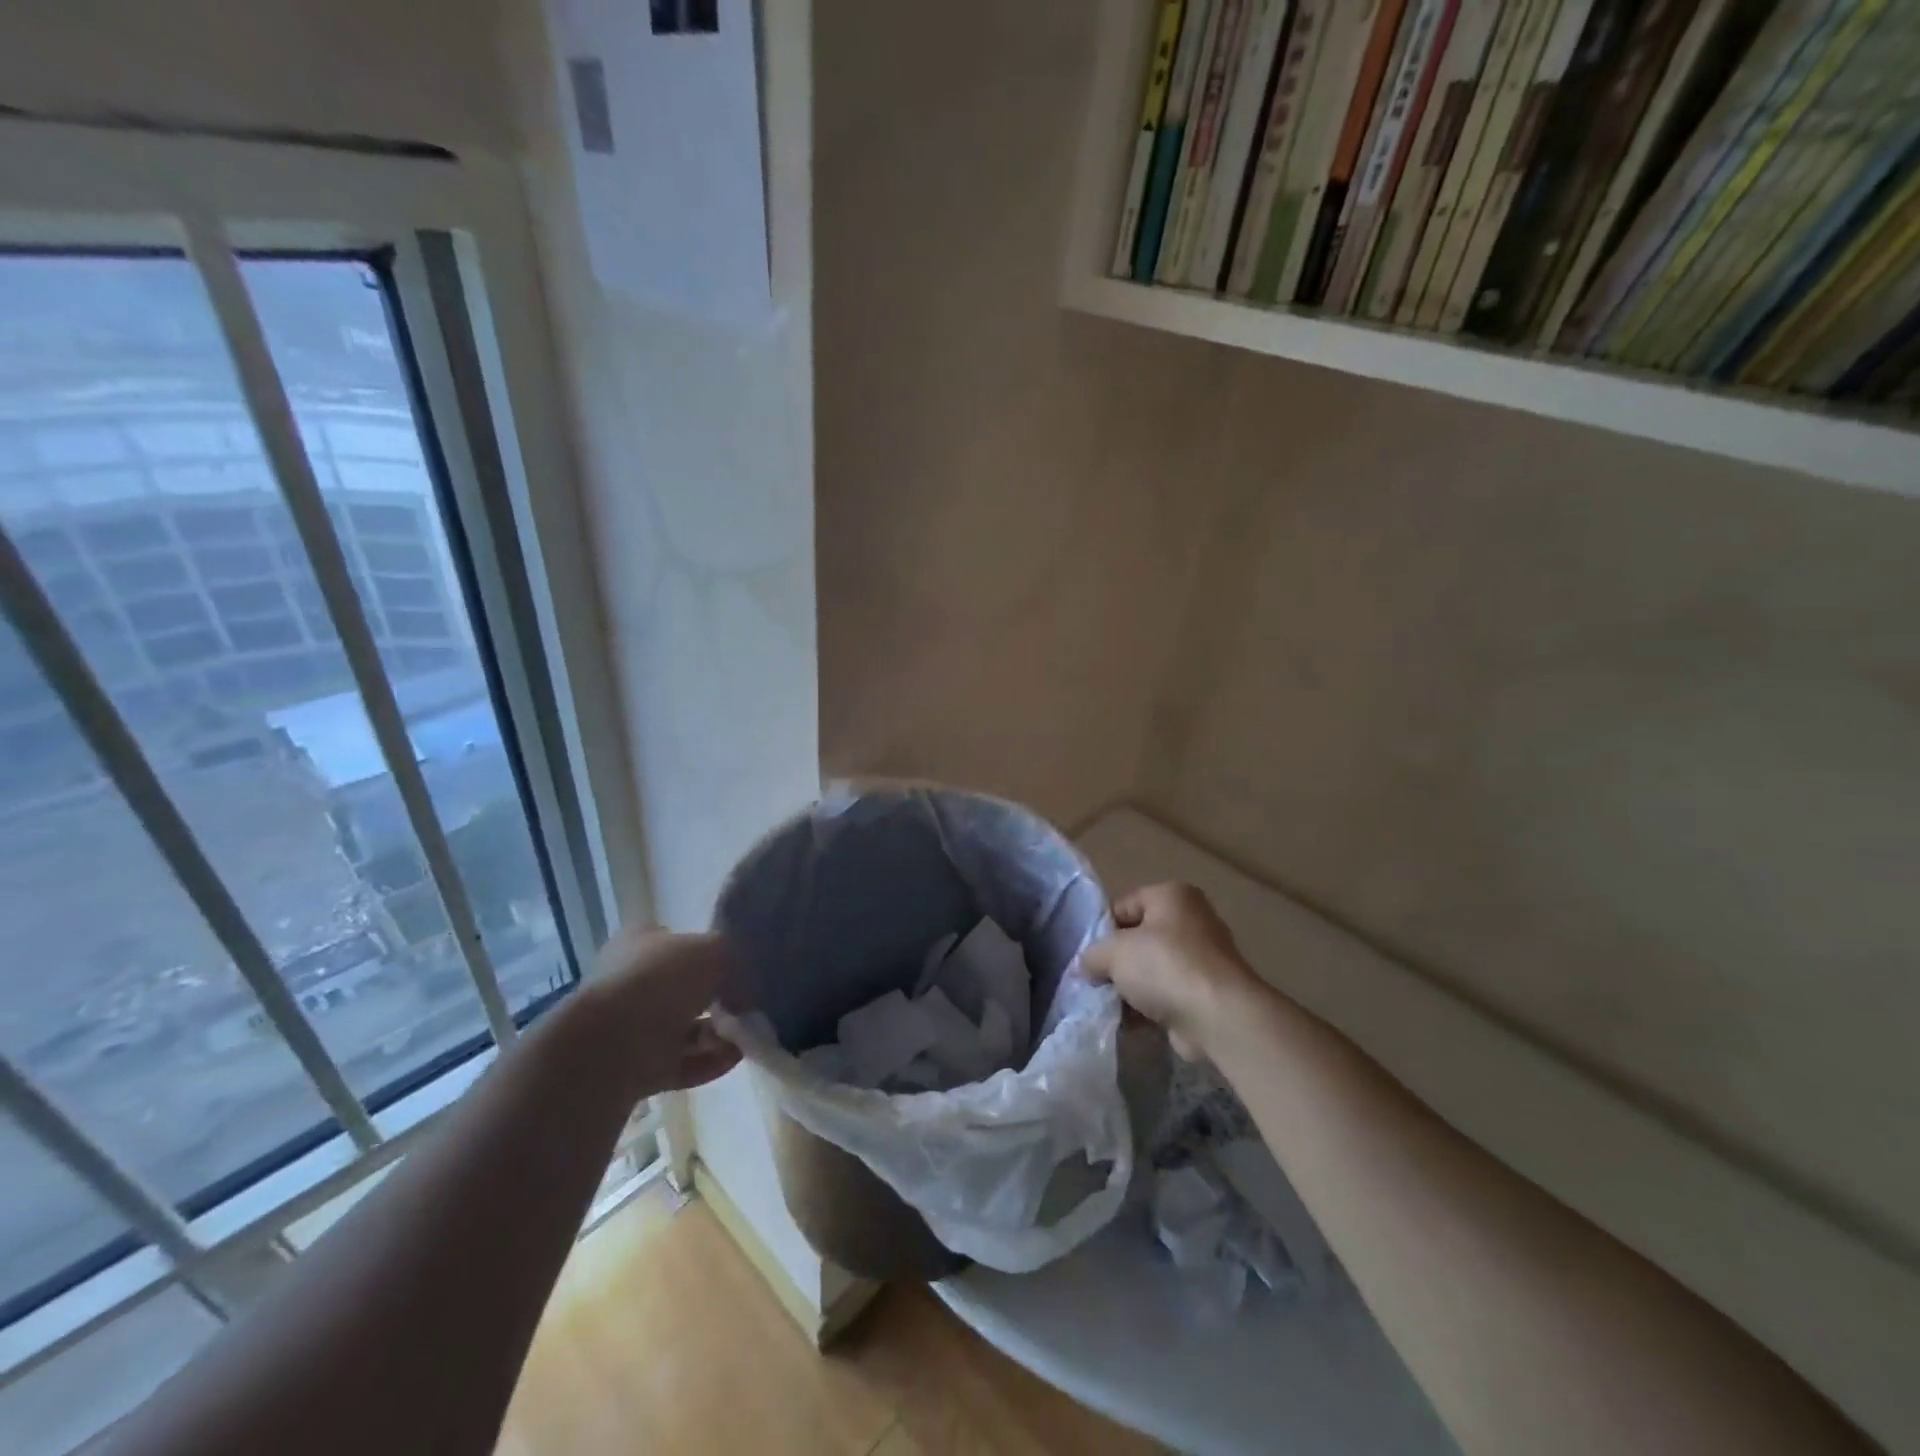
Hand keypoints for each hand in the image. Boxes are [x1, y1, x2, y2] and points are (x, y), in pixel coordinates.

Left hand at [582, 928, 743, 1097]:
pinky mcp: (637, 1067)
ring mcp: (631, 1028)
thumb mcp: (713, 950)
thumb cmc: (661, 980)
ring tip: (747, 1033)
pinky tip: (737, 1057)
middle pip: (682, 988)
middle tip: (747, 1003)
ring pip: (684, 1027)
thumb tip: (742, 984)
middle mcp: (632, 982)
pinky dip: (710, 1060)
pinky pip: (682, 1062)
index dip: (704, 949)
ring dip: (718, 1032)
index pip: (674, 939)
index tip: (734, 964)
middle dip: (717, 997)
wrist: (614, 1045)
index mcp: (639, 943)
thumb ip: (733, 960)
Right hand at [1081, 882, 1258, 1059]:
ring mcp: (1203, 958)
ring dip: (1131, 988)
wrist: (1219, 1018)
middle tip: (1096, 981)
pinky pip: (1168, 994)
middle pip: (1139, 938)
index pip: (1123, 905)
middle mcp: (1192, 920)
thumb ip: (1092, 954)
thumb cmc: (1165, 967)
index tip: (1088, 956)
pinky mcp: (1208, 993)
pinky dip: (1150, 1007)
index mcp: (1172, 895)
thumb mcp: (1114, 952)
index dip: (1101, 930)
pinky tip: (1131, 1022)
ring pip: (1152, 969)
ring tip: (1111, 1005)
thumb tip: (1086, 966)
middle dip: (1117, 962)